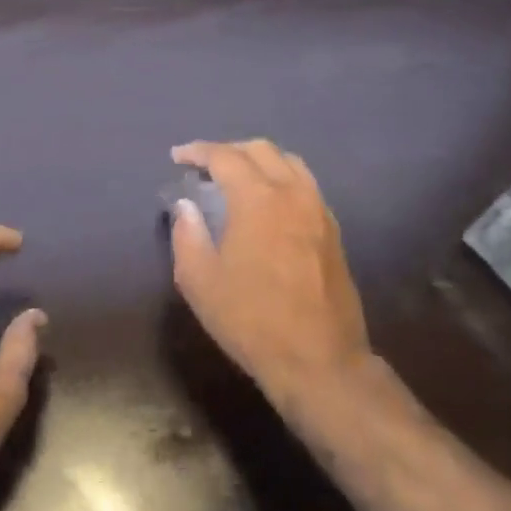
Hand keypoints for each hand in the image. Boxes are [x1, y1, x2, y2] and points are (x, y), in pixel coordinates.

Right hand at [169, 139, 371, 405]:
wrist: (320, 360)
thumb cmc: (252, 320)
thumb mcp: (200, 282)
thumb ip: (187, 235)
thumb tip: (185, 206)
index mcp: (258, 199)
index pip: (224, 157)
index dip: (198, 151)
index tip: (178, 156)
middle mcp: (292, 193)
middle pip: (260, 150)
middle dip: (228, 150)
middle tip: (205, 167)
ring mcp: (318, 209)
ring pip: (289, 162)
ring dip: (259, 161)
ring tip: (237, 179)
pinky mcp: (332, 229)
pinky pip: (305, 184)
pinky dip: (281, 178)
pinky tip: (268, 203)